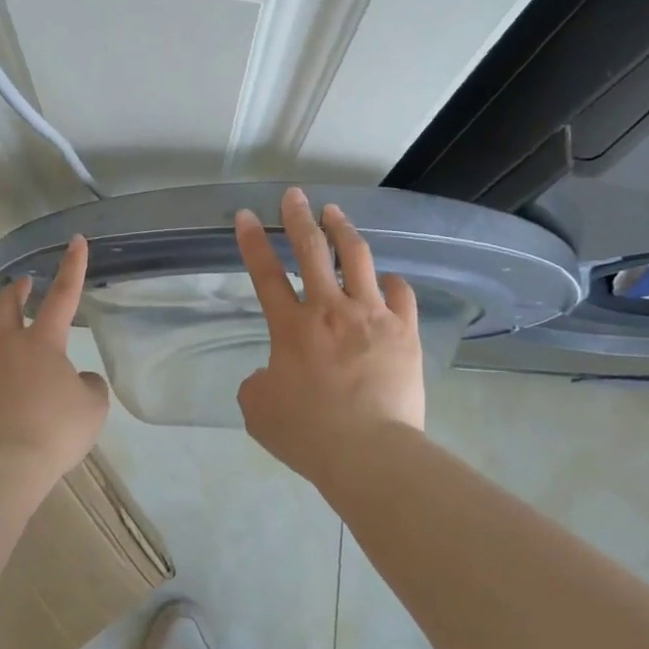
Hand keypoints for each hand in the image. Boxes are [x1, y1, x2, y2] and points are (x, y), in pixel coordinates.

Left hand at [0, 235, 108, 480]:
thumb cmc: (53, 433)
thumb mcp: (92, 409)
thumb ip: (90, 386)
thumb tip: (79, 380)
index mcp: (43, 342)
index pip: (63, 295)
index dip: (72, 266)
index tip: (76, 240)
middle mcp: (4, 342)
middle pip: (6, 301)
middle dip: (18, 288)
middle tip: (26, 285)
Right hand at [234, 186, 425, 482]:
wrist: (369, 452)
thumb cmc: (308, 434)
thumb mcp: (259, 411)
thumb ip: (258, 383)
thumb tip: (270, 374)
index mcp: (291, 328)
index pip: (265, 274)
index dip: (252, 242)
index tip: (245, 216)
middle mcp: (330, 310)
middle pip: (311, 250)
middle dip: (298, 217)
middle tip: (294, 195)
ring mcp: (372, 316)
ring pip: (357, 258)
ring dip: (343, 231)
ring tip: (335, 213)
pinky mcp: (404, 332)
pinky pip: (399, 293)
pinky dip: (389, 281)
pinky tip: (385, 278)